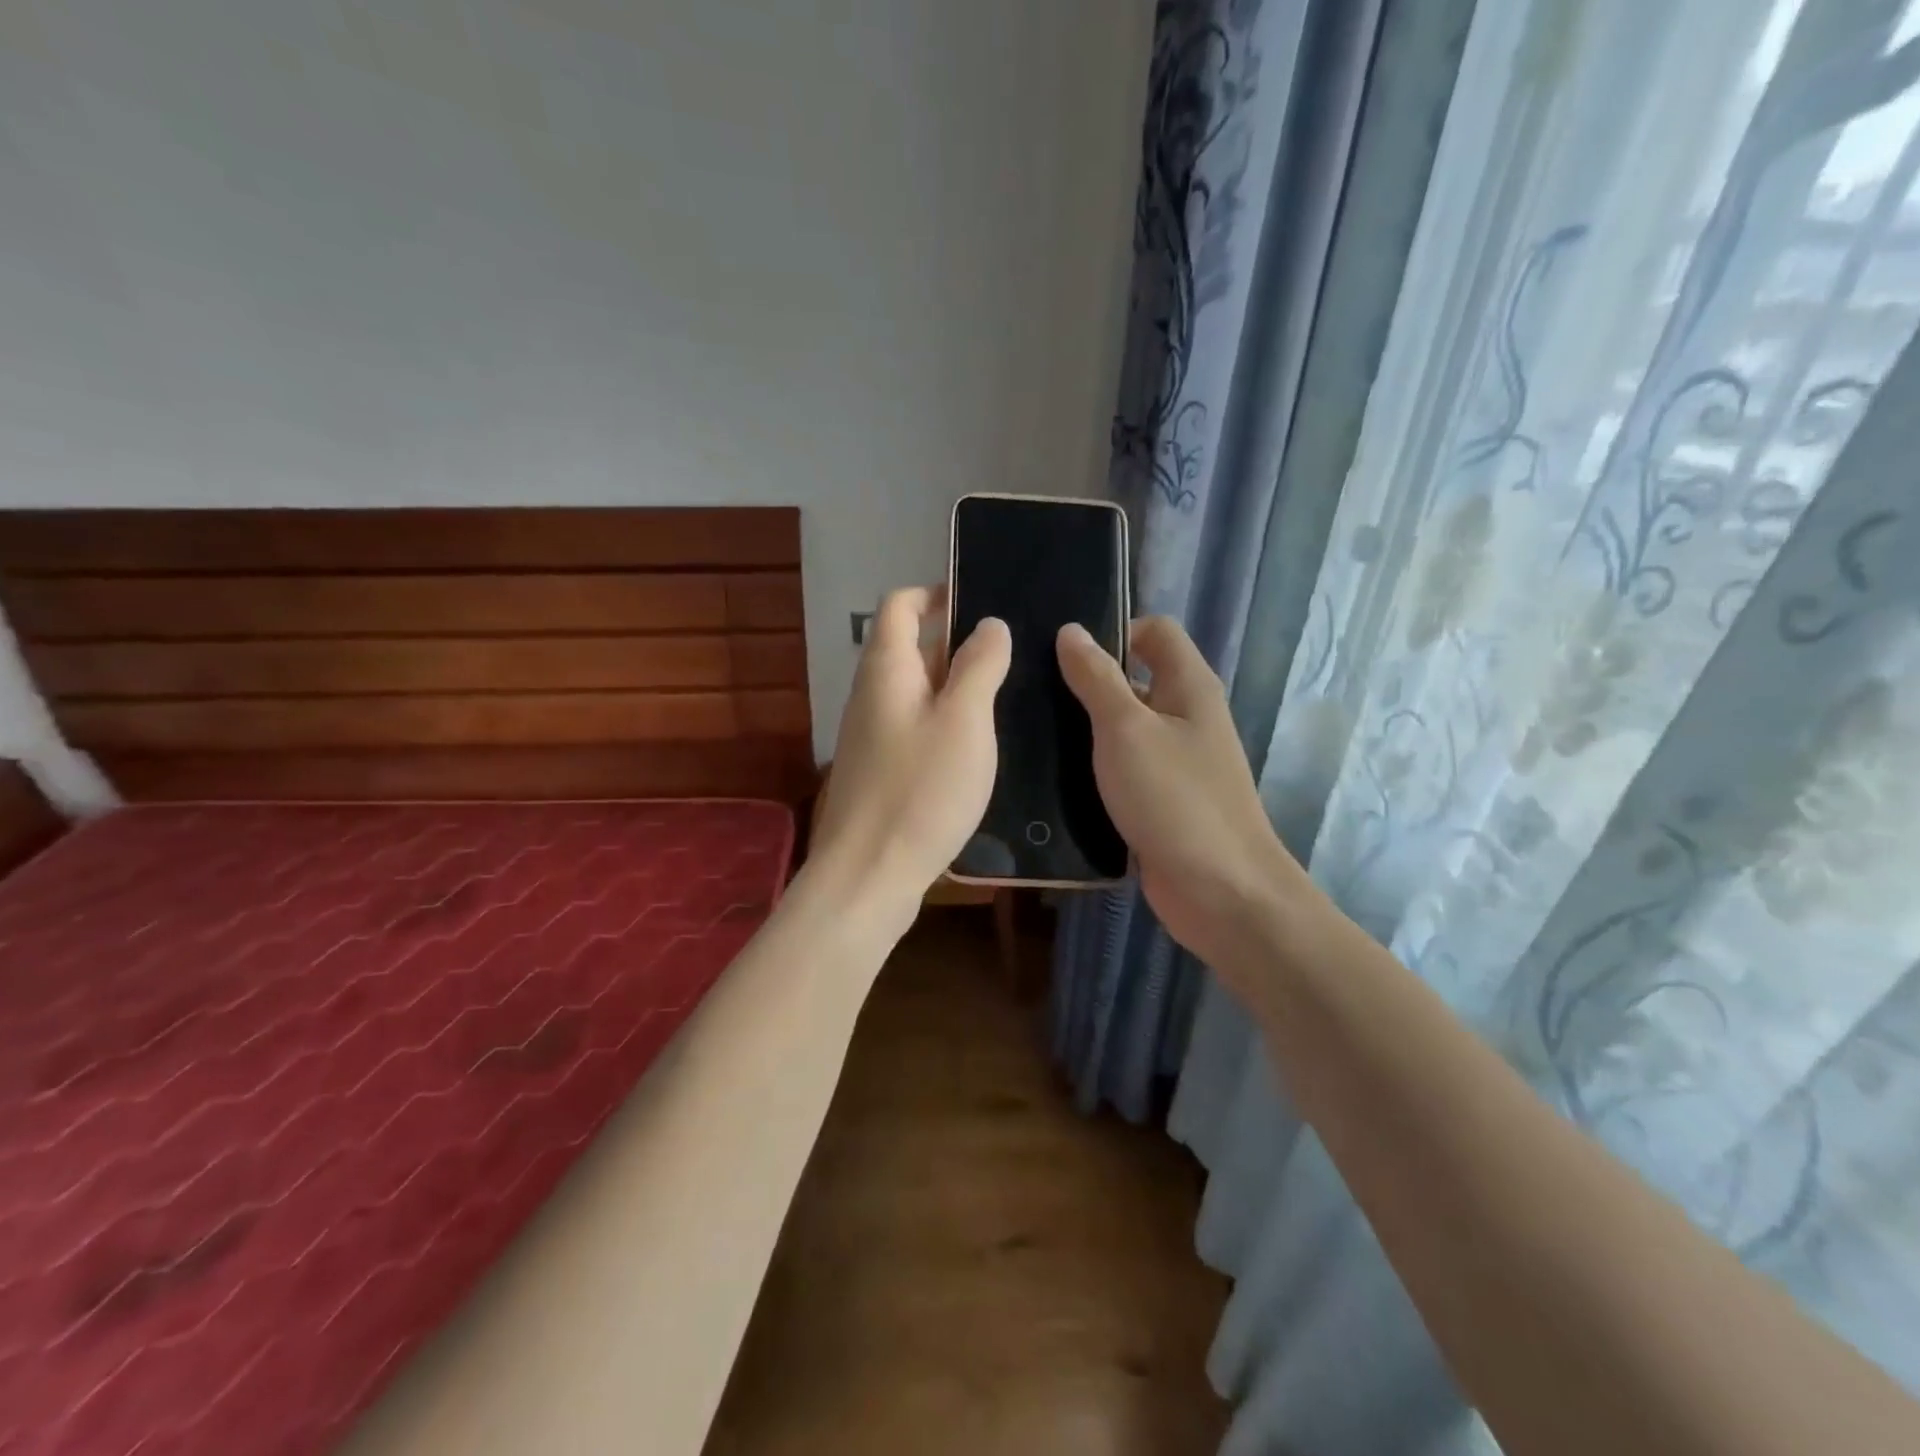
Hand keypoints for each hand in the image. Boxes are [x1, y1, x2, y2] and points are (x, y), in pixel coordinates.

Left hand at [811, 586, 1010, 924]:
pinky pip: (914, 726)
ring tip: (1005, 695)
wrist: (868, 875)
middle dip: (956, 642)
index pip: (900, 605)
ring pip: (916, 691)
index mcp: (886, 669)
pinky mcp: (879, 770)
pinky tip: (978, 745)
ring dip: (955, 685)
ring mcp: (871, 735)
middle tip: (1010, 653)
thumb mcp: (964, 721)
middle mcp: (871, 694)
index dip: (936, 594)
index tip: (981, 602)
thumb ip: (978, 666)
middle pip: (909, 647)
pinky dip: (945, 722)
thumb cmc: (920, 791)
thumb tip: (989, 624)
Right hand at [1056, 617, 1315, 980]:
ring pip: (1123, 729)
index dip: (1115, 630)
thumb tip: (1071, 631)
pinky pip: (1121, 771)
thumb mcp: (1127, 729)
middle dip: (1087, 681)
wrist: (1221, 893)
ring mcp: (1173, 763)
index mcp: (1189, 687)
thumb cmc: (1176, 799)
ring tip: (1030, 730)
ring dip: (1084, 729)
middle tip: (1032, 691)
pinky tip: (1050, 777)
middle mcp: (1186, 717)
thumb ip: (1097, 678)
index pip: (1155, 631)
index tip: (1064, 652)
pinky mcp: (1158, 802)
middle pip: (1134, 680)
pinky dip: (1092, 770)